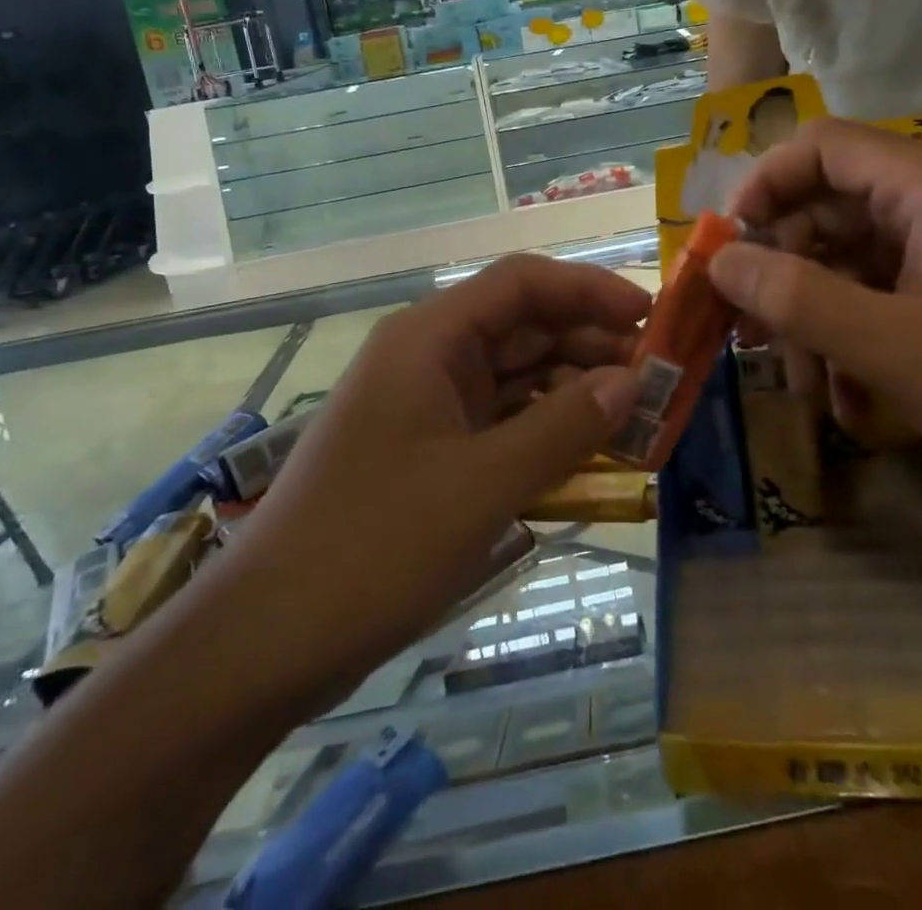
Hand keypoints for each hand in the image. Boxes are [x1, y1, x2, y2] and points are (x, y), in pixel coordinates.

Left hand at [228, 255, 647, 688]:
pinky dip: (543, 429)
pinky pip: (499, 420)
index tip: (650, 317)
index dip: (590, 290)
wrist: (267, 639)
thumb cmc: (374, 546)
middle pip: (523, 326)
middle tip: (654, 379)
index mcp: (430, 338)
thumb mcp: (484, 485)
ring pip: (515, 375)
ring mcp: (425, 404)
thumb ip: (564, 427)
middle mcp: (427, 356)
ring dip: (572, 390)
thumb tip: (630, 382)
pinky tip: (586, 452)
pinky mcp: (428, 448)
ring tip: (633, 418)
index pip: (522, 282)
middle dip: (590, 344)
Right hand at [709, 119, 921, 528]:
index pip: (819, 146)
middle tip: (746, 330)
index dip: (762, 186)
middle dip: (782, 269)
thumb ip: (795, 296)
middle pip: (828, 207)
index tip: (726, 246)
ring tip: (802, 385)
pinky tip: (848, 403)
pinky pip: (882, 296)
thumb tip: (718, 260)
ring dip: (815, 317)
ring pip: (850, 260)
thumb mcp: (891, 347)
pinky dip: (854, 338)